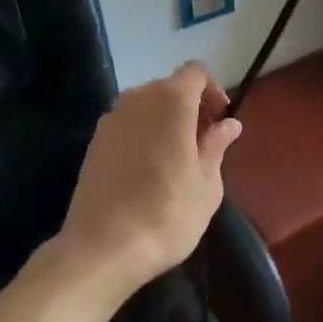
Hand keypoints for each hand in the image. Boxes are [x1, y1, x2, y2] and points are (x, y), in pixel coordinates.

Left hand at [54, 62, 242, 297]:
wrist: (101, 249)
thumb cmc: (166, 214)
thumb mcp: (207, 184)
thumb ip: (217, 145)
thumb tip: (228, 124)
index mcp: (171, 100)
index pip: (196, 72)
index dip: (213, 92)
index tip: (220, 124)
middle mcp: (138, 98)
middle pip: (171, 87)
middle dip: (191, 108)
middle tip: (204, 145)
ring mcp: (112, 118)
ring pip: (147, 106)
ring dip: (165, 122)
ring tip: (176, 161)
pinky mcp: (94, 142)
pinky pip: (128, 125)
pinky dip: (143, 136)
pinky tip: (147, 173)